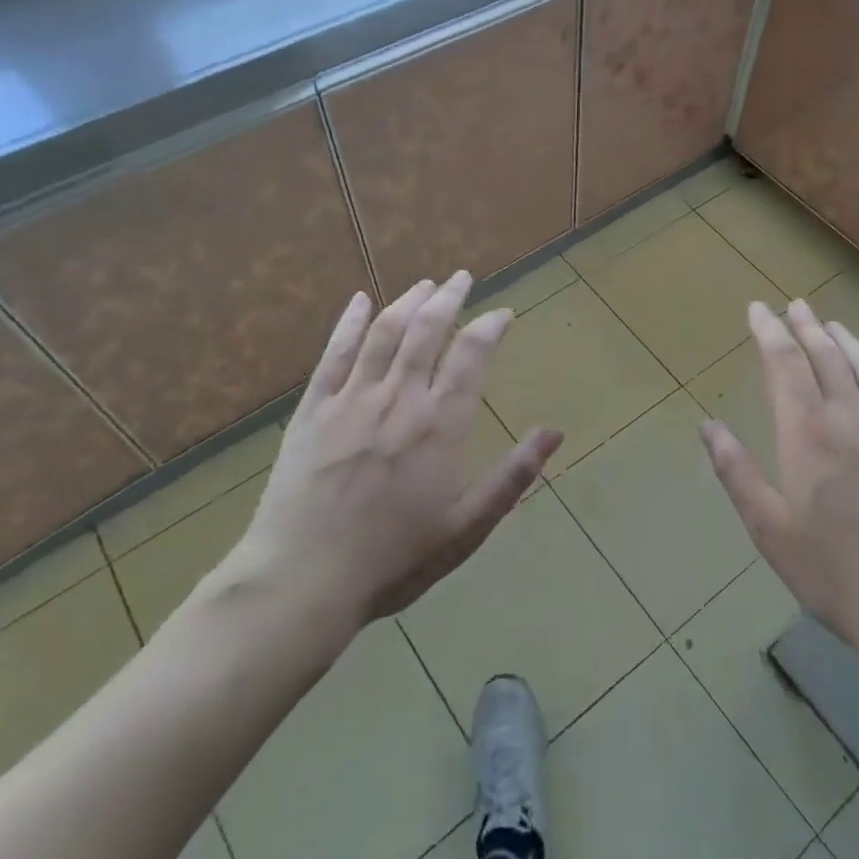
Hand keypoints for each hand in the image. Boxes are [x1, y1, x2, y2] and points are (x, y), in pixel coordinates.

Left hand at [225, 271, 560, 632]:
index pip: (472, 356)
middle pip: (427, 331)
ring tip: (425, 284)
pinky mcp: (312, 410)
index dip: (490, 328)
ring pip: (384, 333)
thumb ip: (513, 476)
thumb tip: (555, 432)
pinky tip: (358, 302)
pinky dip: (349, 323)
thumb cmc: (394, 560)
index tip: (503, 313)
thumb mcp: (467, 527)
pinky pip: (334, 354)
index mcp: (440, 425)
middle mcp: (399, 398)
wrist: (303, 581)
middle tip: (462, 277)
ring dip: (407, 302)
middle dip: (449, 298)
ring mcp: (351, 399)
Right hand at [700, 299, 858, 652]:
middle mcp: (852, 419)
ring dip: (847, 340)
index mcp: (808, 433)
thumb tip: (708, 427)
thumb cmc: (832, 570)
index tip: (759, 308)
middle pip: (828, 356)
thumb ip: (736, 472)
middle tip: (794, 305)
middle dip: (807, 326)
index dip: (770, 332)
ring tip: (833, 324)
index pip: (786, 364)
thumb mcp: (769, 528)